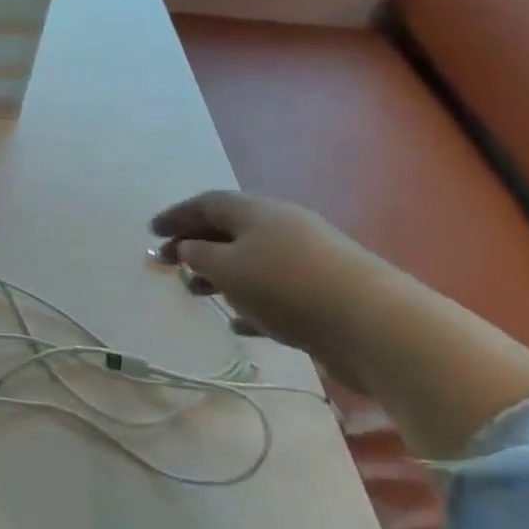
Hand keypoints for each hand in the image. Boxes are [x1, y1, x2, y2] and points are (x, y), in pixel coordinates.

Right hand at [150, 190, 403, 359]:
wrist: (376, 326)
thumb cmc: (287, 286)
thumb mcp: (228, 267)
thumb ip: (200, 255)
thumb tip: (189, 247)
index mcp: (256, 211)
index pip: (207, 203)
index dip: (176, 215)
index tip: (151, 232)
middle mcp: (283, 226)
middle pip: (229, 229)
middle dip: (195, 245)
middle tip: (168, 264)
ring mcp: (308, 259)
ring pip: (251, 261)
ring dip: (220, 275)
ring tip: (198, 295)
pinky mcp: (326, 293)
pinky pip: (276, 290)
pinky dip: (251, 301)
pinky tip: (239, 324)